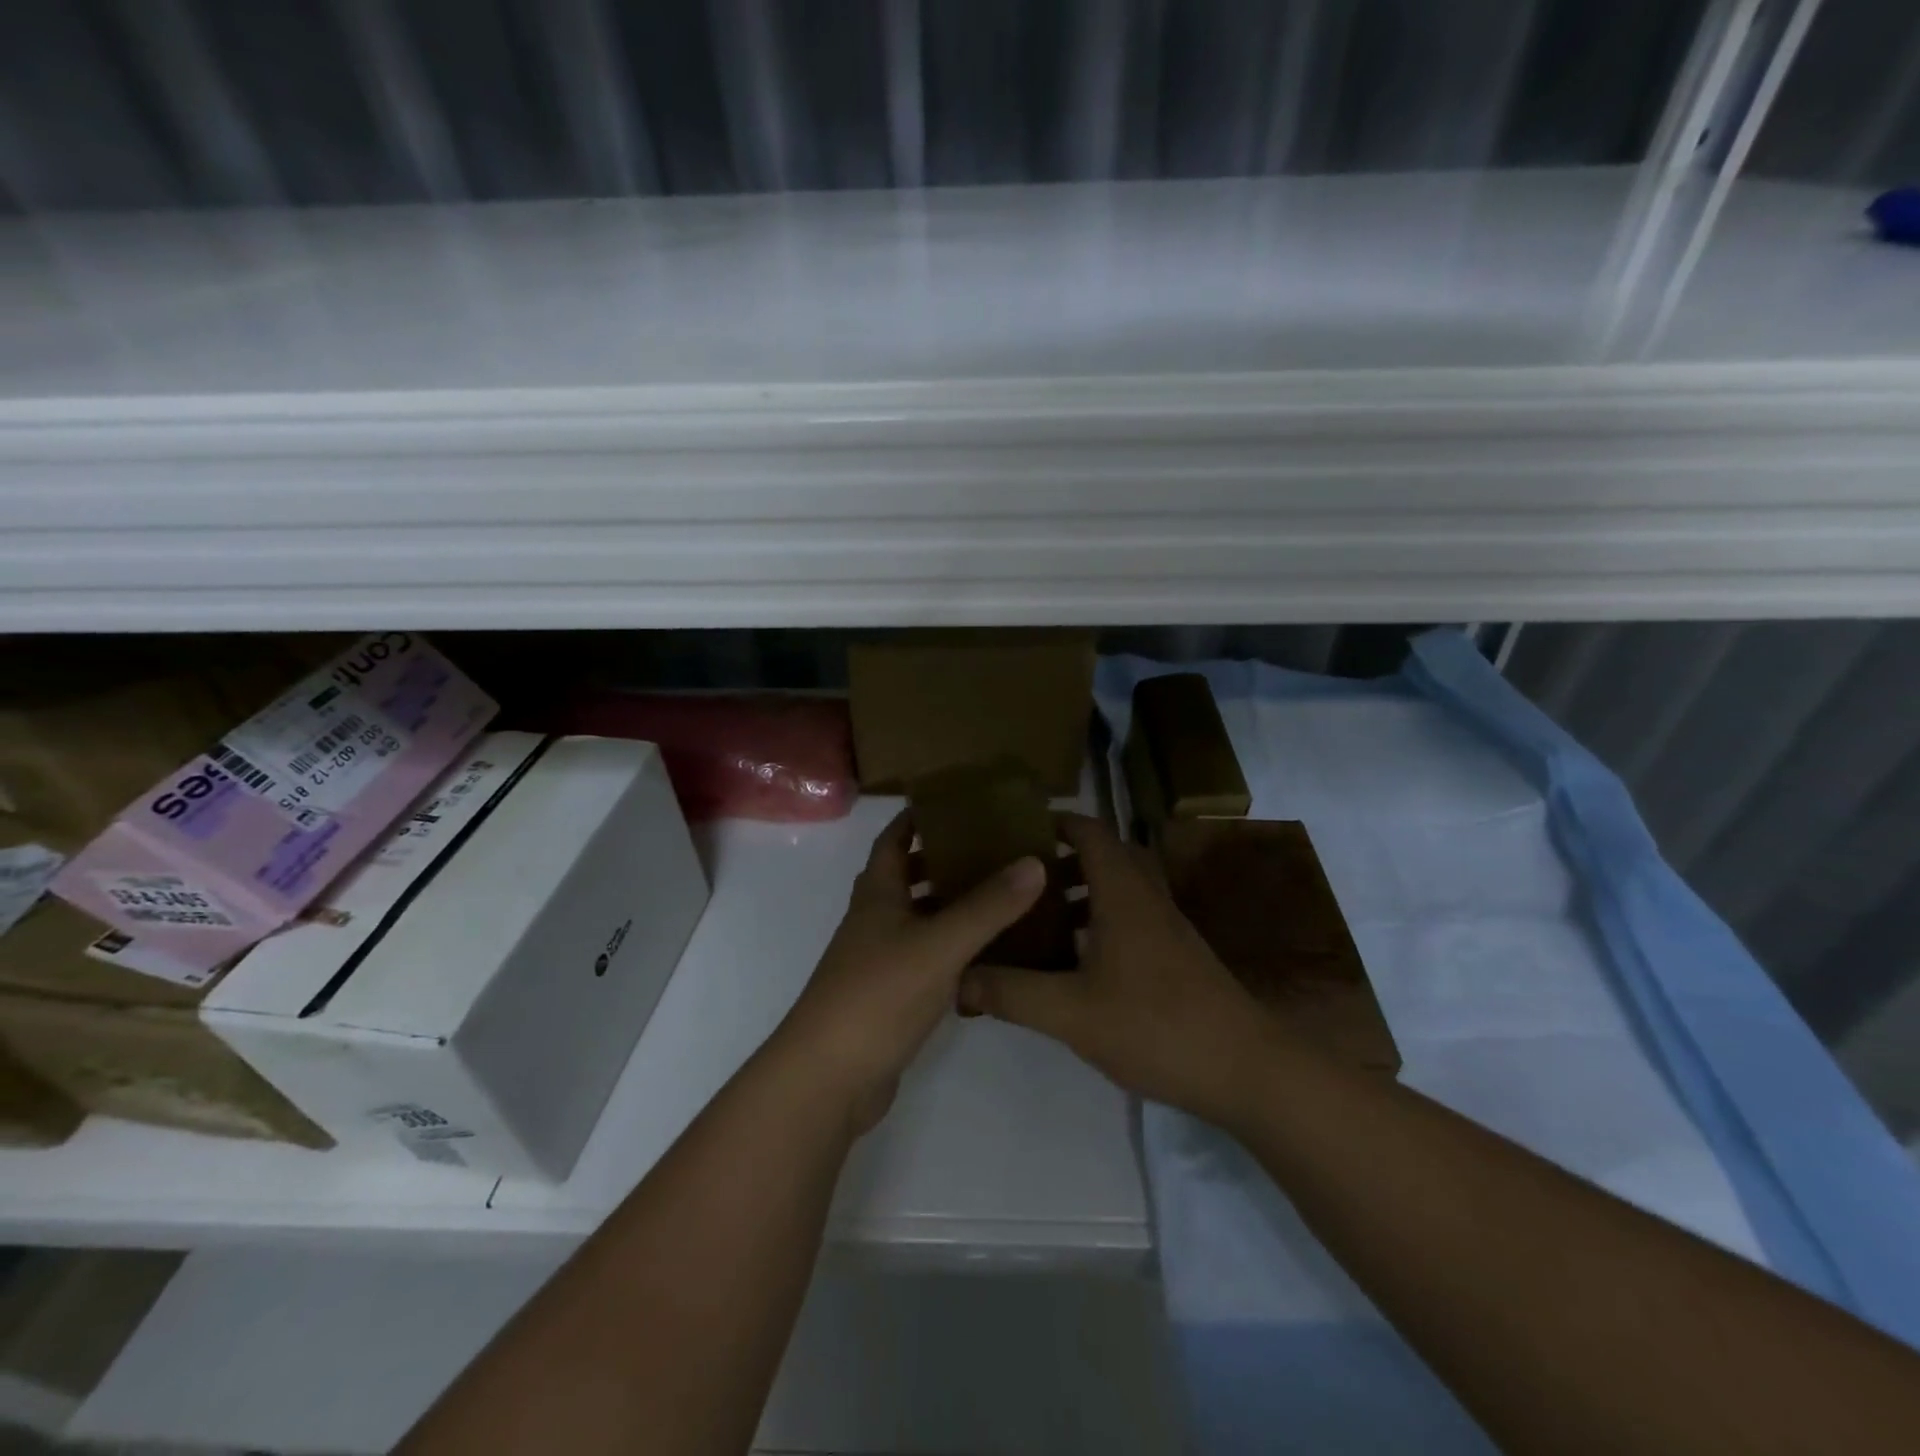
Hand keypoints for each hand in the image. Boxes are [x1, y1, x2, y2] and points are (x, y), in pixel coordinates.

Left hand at [774, 811, 1046, 1134]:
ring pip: (920, 919)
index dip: (917, 817)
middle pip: (907, 876)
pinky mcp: (891, 996)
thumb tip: (1034, 861)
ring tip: (1003, 895)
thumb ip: (988, 906)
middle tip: (994, 849)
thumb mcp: (939, 944)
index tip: (956, 804)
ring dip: (953, 904)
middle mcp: (875, 920)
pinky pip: (927, 958)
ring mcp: (880, 960)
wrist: (830, 1077)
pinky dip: (954, 948)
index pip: (893, 839)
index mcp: (877, 894)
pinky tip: (989, 954)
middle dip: (944, 859)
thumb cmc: (878, 995)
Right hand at [958, 813, 1274, 1125]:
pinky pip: (1131, 917)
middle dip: (1061, 859)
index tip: (1015, 830)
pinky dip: (1100, 921)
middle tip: (1019, 878)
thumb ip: (1011, 993)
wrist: (1245, 1069)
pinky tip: (1075, 962)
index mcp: (1123, 892)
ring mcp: (1167, 926)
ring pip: (1119, 888)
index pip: (1090, 831)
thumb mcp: (1070, 1013)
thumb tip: (957, 977)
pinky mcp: (1177, 955)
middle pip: (1105, 855)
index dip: (1055, 822)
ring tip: (1038, 918)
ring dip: (1081, 892)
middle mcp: (1147, 897)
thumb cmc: (1155, 1025)